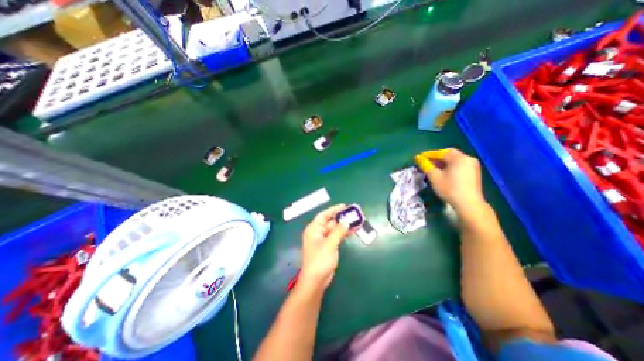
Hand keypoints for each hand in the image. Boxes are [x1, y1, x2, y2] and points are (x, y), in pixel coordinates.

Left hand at [299, 204, 349, 291]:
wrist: (316, 280)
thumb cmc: (320, 260)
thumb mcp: (329, 244)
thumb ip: (338, 231)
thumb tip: (346, 221)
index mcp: (313, 229)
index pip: (323, 215)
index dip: (333, 210)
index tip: (344, 207)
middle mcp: (318, 232)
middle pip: (330, 222)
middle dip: (341, 218)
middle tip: (353, 214)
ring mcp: (323, 240)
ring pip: (334, 229)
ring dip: (344, 226)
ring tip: (356, 222)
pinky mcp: (328, 247)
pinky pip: (336, 236)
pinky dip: (343, 234)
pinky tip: (352, 231)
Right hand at [417, 149, 482, 212]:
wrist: (469, 204)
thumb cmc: (449, 188)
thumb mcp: (434, 177)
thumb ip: (426, 166)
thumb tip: (418, 158)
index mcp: (459, 158)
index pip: (441, 153)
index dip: (429, 155)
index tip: (419, 158)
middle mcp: (468, 158)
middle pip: (449, 155)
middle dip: (437, 158)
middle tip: (426, 163)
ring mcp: (473, 166)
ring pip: (455, 160)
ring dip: (443, 163)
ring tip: (433, 168)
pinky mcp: (474, 173)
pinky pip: (459, 165)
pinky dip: (450, 167)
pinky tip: (444, 173)